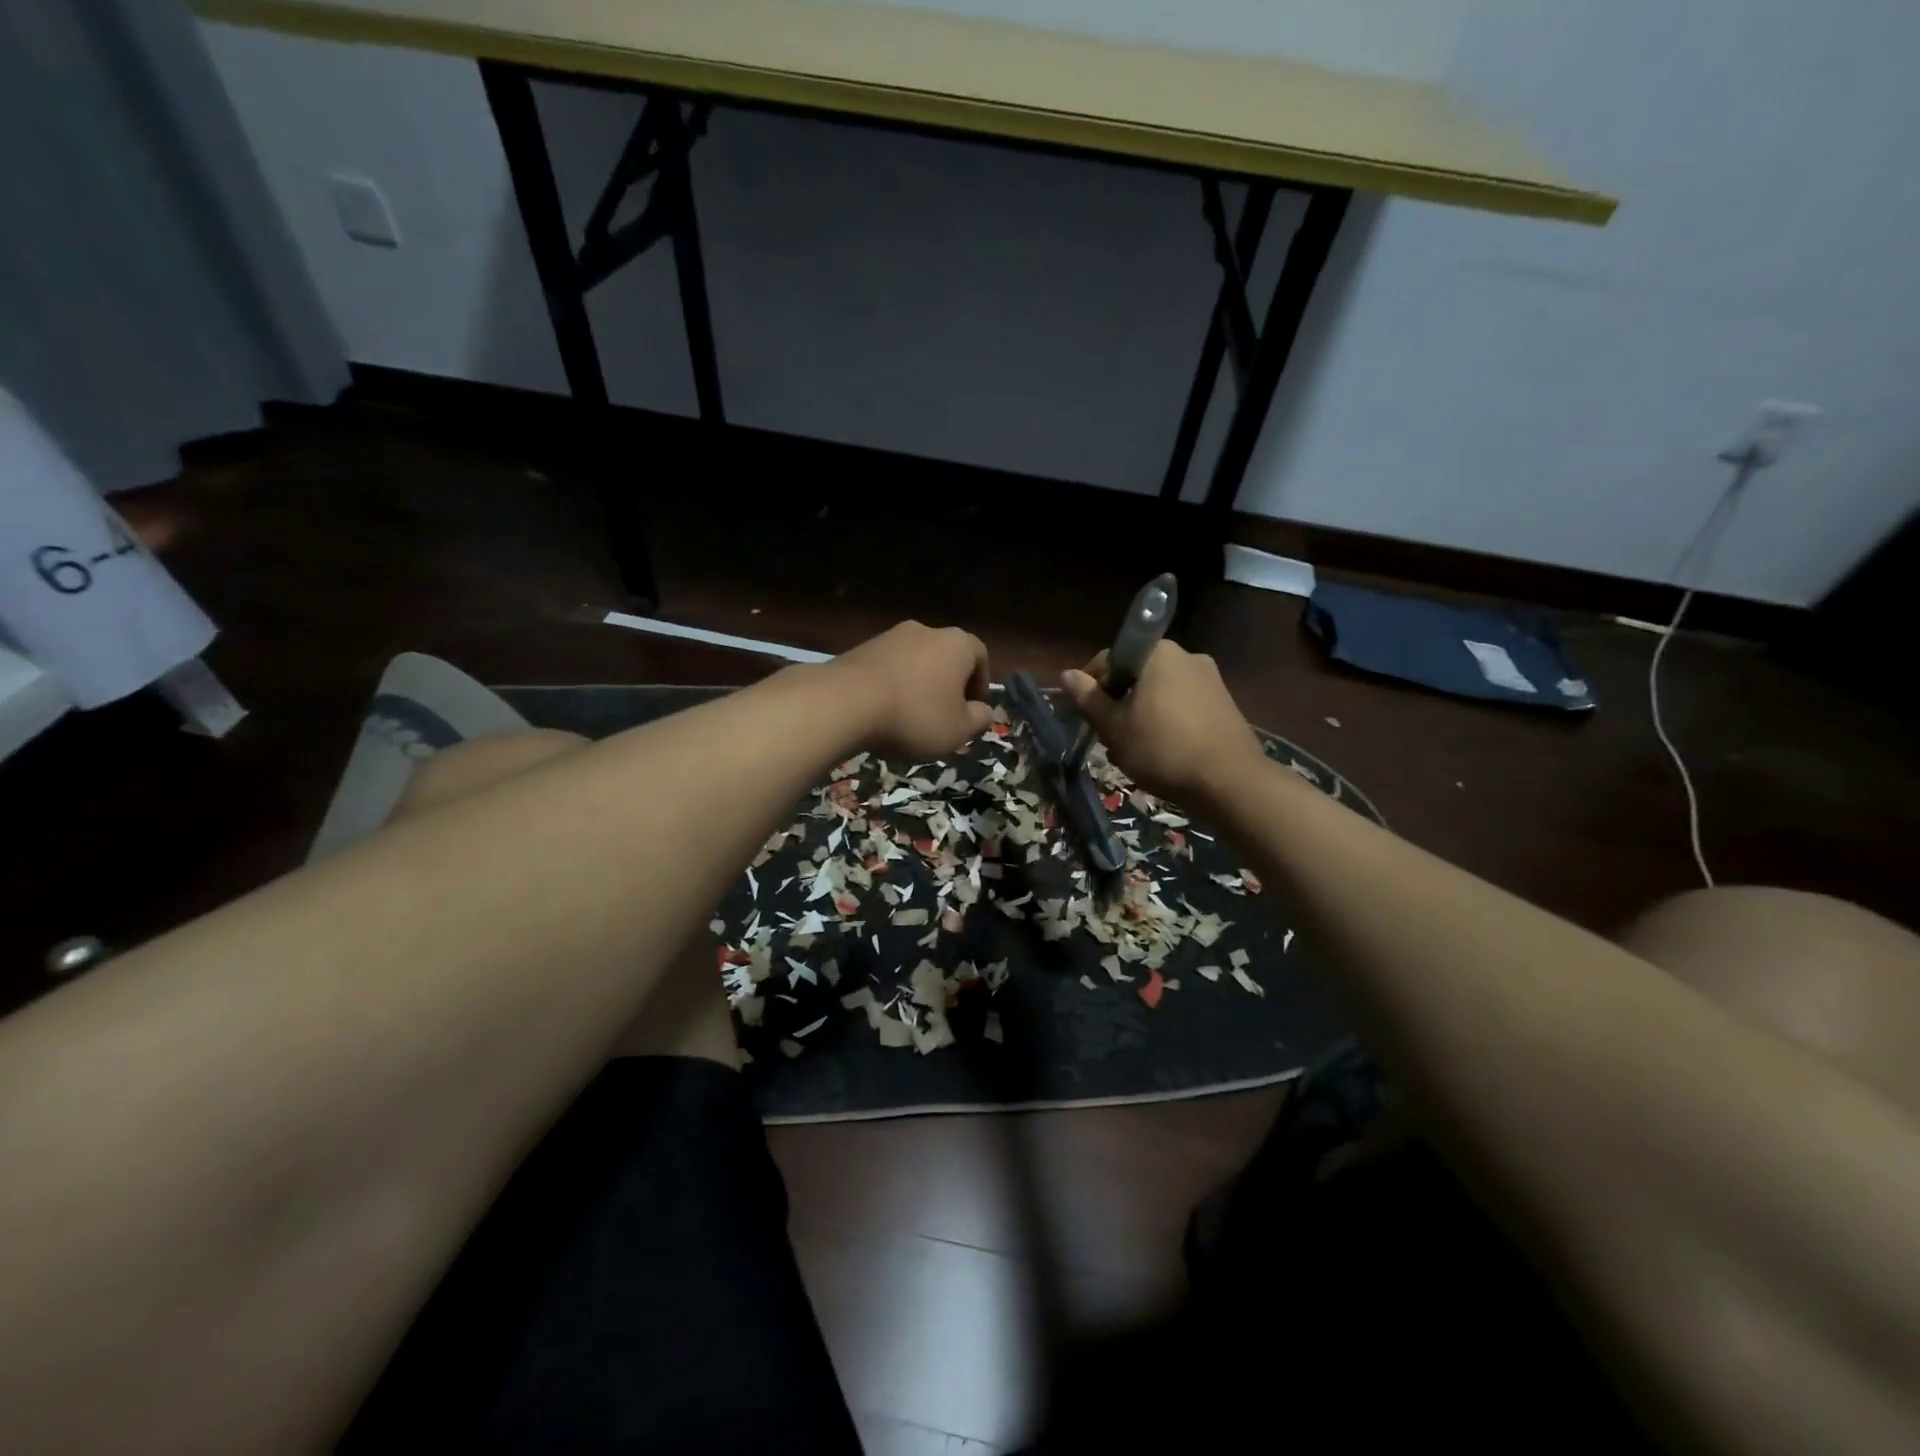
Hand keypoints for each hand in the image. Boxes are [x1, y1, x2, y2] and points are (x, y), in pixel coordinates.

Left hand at [831, 621, 993, 758]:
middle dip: (948, 685)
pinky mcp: (860, 649)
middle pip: (945, 657)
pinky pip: (887, 669)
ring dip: (918, 686)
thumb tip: (983, 711)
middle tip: (944, 716)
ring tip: (910, 718)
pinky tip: (883, 713)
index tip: (974, 710)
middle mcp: (925, 630)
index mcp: (957, 643)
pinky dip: (891, 687)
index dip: (981, 684)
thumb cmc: (915, 716)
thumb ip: (979, 719)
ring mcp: (889, 636)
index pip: (980, 656)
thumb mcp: (959, 730)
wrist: (845, 703)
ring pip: (914, 662)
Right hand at [1061, 641, 1264, 804]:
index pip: (1109, 659)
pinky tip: (1162, 753)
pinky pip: (1182, 706)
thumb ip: (1089, 699)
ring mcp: (1210, 679)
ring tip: (1133, 751)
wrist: (1230, 783)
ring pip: (1159, 693)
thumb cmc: (1163, 749)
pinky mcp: (1224, 704)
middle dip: (1118, 704)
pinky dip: (1166, 723)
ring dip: (1141, 716)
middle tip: (1109, 738)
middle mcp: (1186, 656)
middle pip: (1136, 676)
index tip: (1086, 717)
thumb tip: (1067, 674)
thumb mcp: (1115, 727)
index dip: (1091, 687)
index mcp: (1157, 653)